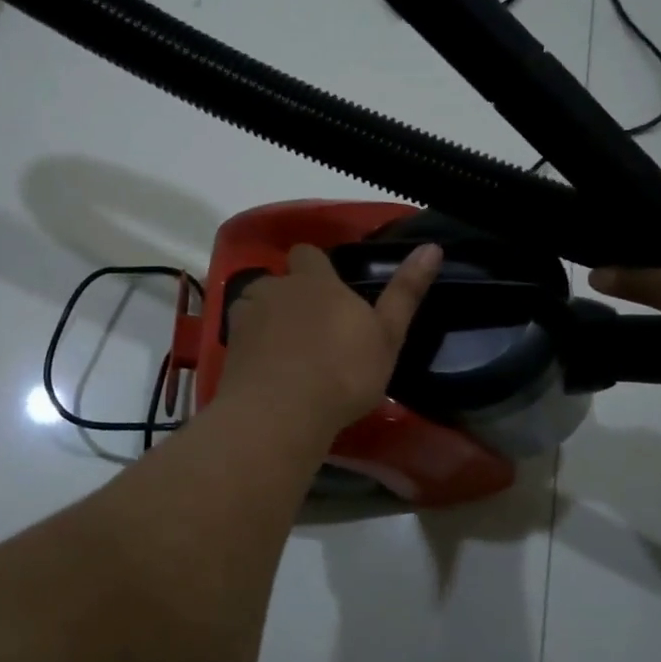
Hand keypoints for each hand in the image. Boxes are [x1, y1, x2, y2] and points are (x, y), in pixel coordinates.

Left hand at [218, 242, 442, 433]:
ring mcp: (247, 317)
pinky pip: (242, 338)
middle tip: (312, 330)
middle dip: (291, 296)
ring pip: (256, 306)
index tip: (331, 291)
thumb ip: (405, 292)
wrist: (281, 413)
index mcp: (315, 281)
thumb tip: (431, 247)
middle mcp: (276, 289)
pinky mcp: (229, 348)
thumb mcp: (386, 336)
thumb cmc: (343, 372)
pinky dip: (252, 348)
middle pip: (279, 280)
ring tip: (285, 352)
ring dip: (267, 319)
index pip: (308, 253)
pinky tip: (266, 372)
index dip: (317, 268)